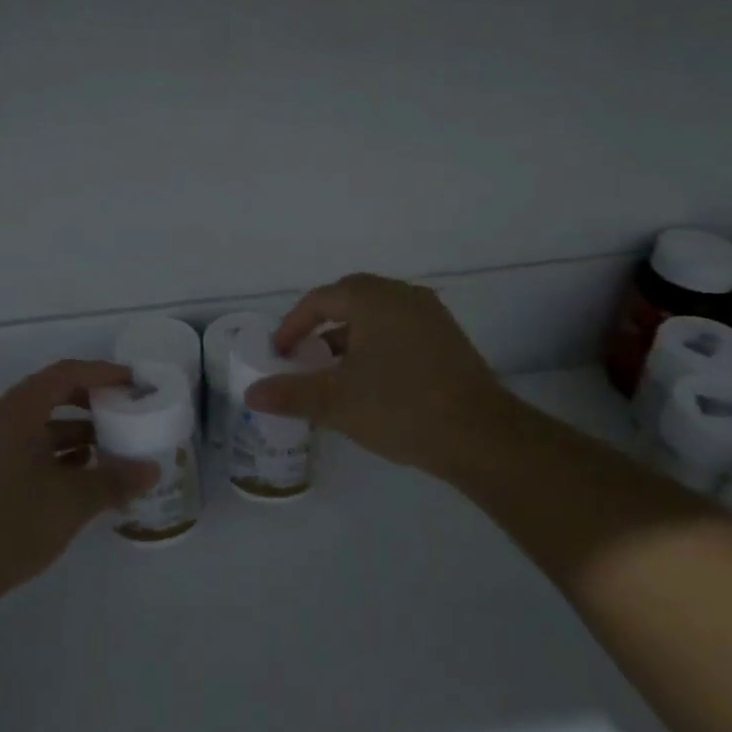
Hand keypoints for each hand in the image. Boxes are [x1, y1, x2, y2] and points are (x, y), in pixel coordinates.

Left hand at [0, 360, 158, 605]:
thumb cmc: (12, 523)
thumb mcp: (73, 502)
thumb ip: (115, 480)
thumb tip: (152, 470)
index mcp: (17, 412)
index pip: (65, 374)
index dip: (102, 373)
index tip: (132, 382)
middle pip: (48, 396)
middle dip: (88, 404)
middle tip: (120, 414)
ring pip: (33, 427)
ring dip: (69, 434)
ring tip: (102, 452)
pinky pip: (18, 451)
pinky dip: (48, 456)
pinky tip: (69, 482)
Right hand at [243, 273, 511, 480]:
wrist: (481, 435)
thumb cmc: (400, 407)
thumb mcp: (336, 402)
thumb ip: (290, 393)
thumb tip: (251, 393)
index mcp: (372, 298)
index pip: (320, 299)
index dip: (293, 324)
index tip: (280, 352)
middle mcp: (403, 296)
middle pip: (350, 300)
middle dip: (321, 326)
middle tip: (303, 355)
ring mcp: (431, 316)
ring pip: (377, 317)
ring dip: (350, 338)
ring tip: (334, 372)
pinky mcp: (448, 339)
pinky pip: (400, 331)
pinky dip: (377, 346)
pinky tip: (373, 381)